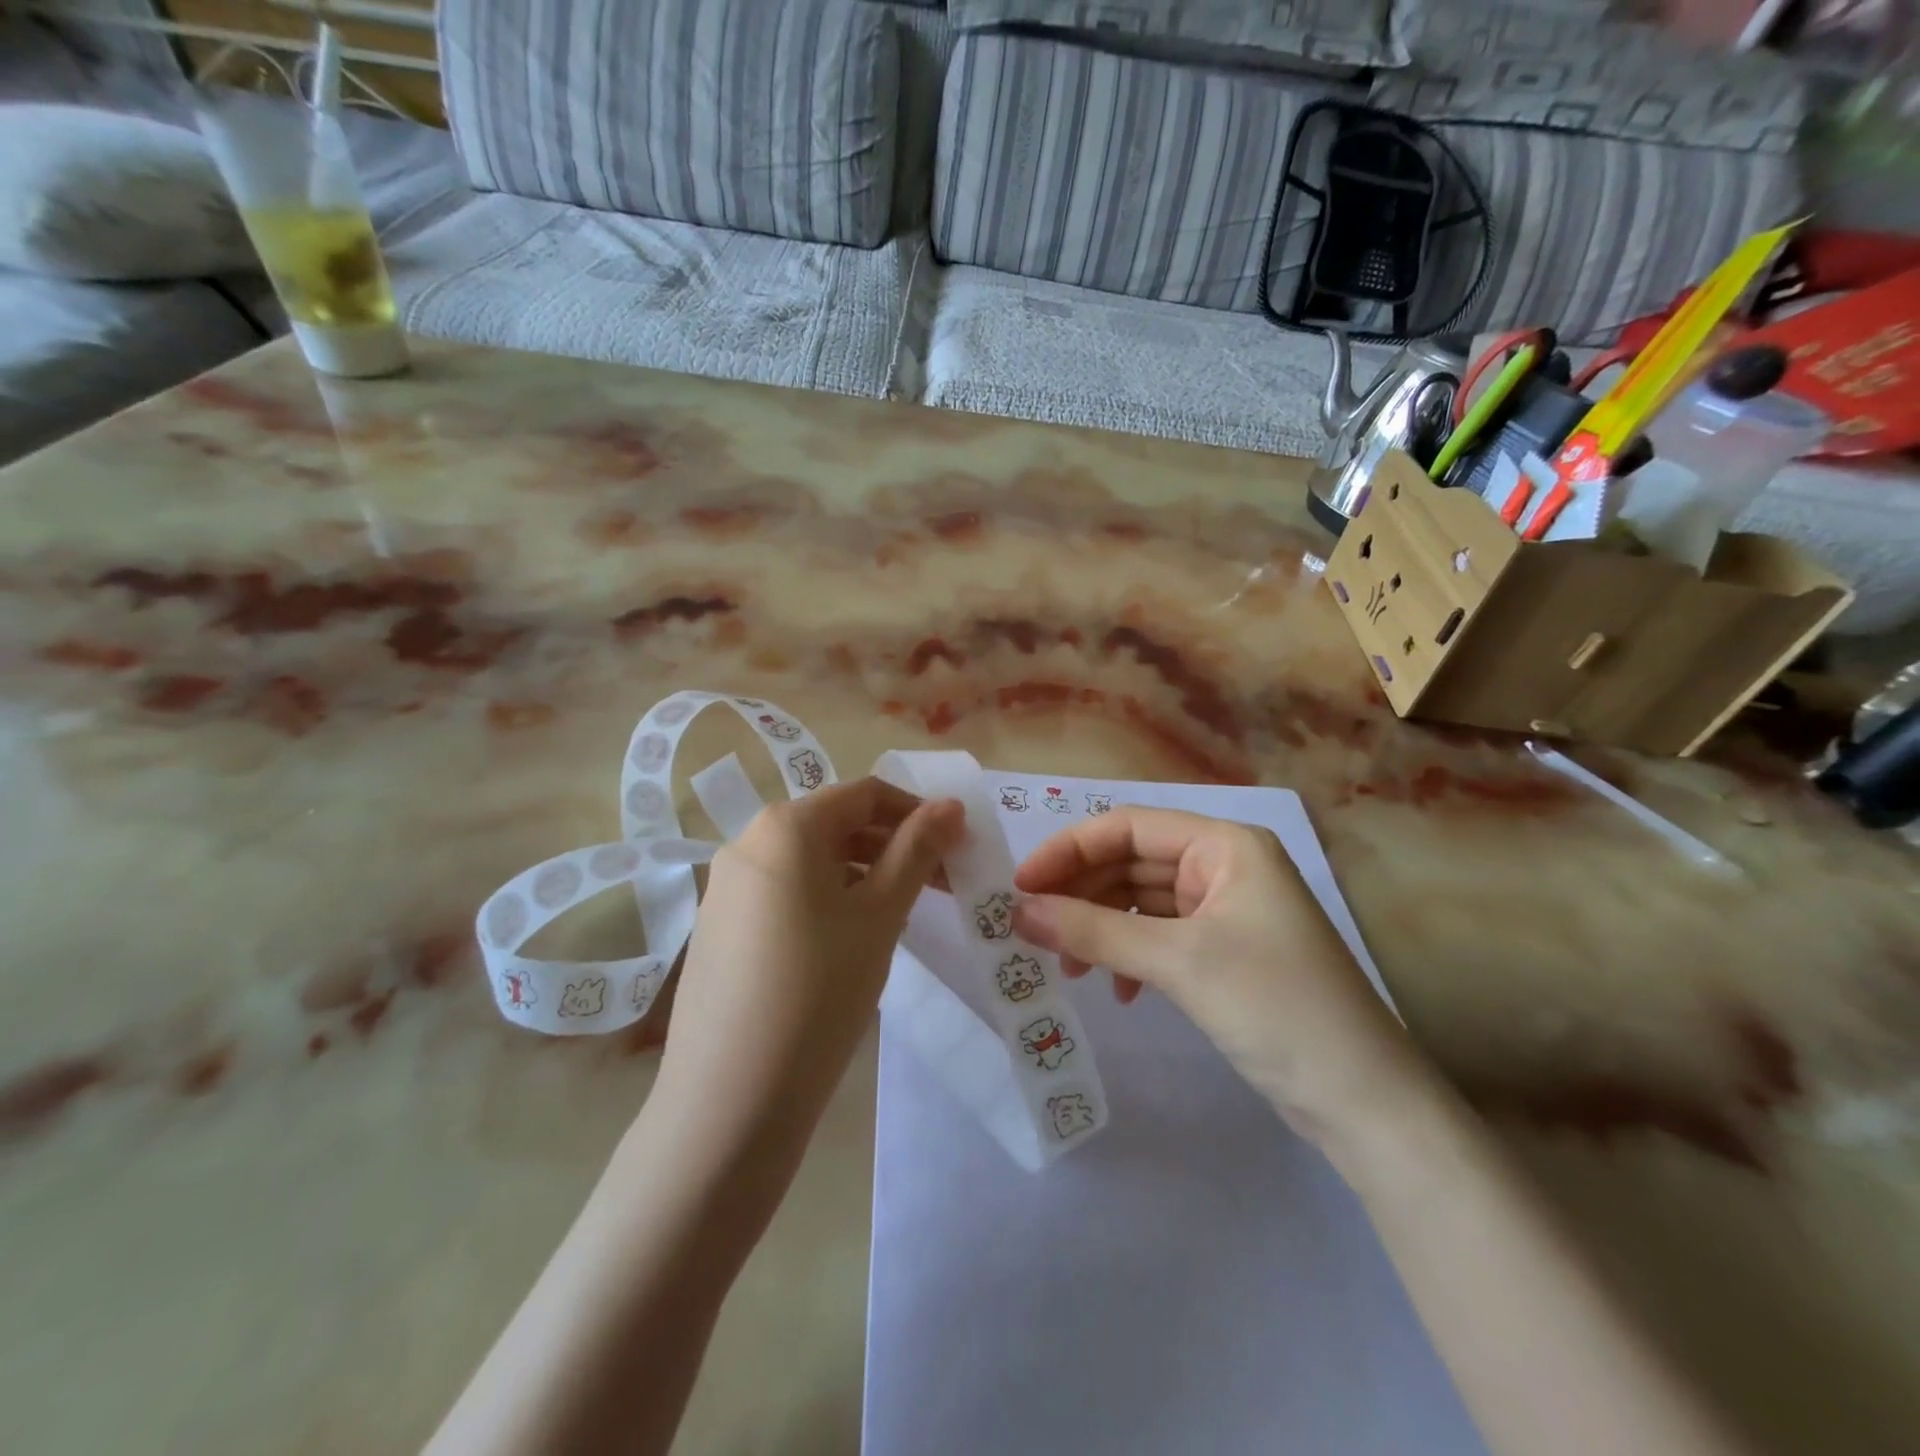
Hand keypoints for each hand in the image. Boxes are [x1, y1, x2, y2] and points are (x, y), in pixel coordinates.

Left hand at [657, 778, 962, 1143]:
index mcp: (785, 826)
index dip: (918, 812)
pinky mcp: (718, 928)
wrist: (730, 1100)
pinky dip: (827, 900)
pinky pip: (785, 894)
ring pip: (811, 862)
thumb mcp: (881, 914)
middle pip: (836, 825)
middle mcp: (748, 843)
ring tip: (903, 913)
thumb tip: (950, 805)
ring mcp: (726, 887)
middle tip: (941, 883)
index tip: (956, 845)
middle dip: (894, 846)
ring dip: (864, 875)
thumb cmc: (820, 990)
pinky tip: (850, 942)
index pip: (865, 794)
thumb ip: (917, 850)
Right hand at [1012, 807, 1433, 1148]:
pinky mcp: (1225, 952)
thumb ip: (1094, 930)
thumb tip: (1020, 912)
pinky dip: (1130, 956)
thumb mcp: (1178, 961)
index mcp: (1226, 845)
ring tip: (1071, 967)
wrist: (1364, 1102)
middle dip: (1082, 894)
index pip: (1129, 826)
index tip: (1021, 886)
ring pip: (1142, 901)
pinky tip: (1119, 991)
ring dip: (1102, 928)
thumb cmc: (1275, 1006)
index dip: (1069, 850)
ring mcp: (1227, 911)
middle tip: (1033, 930)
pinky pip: (1160, 936)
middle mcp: (1226, 866)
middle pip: (1132, 862)